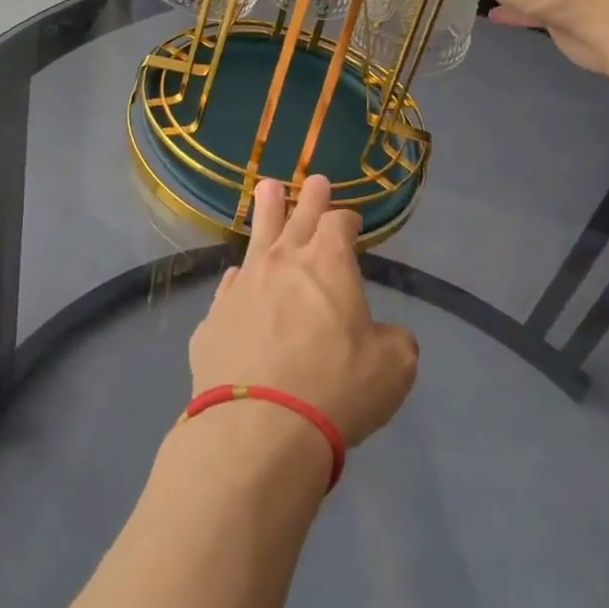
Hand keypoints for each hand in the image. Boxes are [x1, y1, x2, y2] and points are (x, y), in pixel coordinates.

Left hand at [189, 176, 418, 447]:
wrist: (258, 428)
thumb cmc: (335, 388)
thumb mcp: (392, 367)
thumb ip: (394, 340)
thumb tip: (384, 334)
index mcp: (327, 263)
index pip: (338, 225)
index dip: (347, 219)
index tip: (351, 220)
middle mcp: (281, 263)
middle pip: (297, 218)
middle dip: (309, 198)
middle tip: (314, 179)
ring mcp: (242, 287)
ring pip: (256, 239)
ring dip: (265, 213)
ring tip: (266, 188)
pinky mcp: (214, 318)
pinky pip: (230, 286)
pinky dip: (239, 278)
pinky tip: (237, 276)